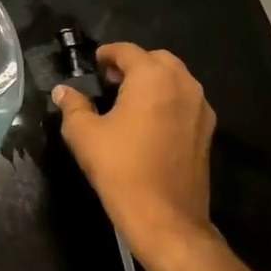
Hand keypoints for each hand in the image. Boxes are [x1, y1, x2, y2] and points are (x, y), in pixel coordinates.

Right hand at [53, 43, 216, 260]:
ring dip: (153, 81)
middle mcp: (182, 85)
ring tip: (129, 101)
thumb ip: (73, 106)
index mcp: (152, 78)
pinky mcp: (207, 132)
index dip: (107, 54)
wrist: (166, 218)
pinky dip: (168, 100)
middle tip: (111, 81)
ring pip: (176, 79)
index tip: (94, 65)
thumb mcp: (84, 134)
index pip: (128, 51)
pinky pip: (186, 101)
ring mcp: (200, 108)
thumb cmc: (121, 168)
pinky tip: (149, 122)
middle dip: (134, 64)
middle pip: (157, 59)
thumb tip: (62, 91)